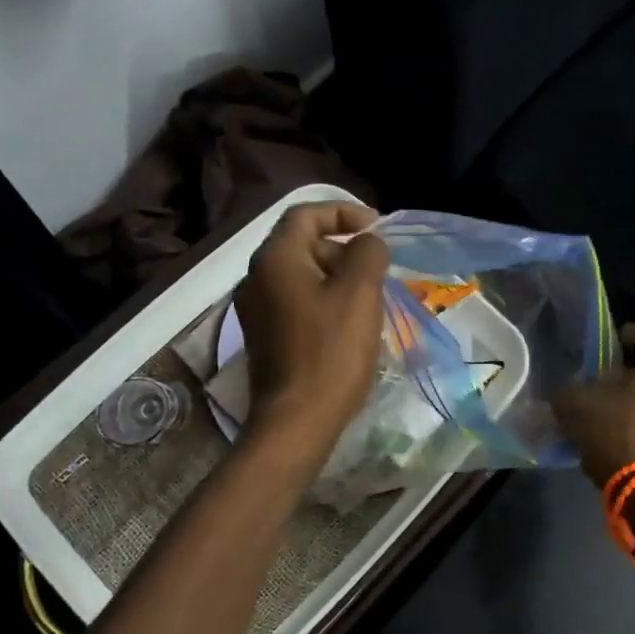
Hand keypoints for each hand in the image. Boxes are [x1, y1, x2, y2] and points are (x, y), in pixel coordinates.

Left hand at [235, 202, 390, 454]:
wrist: (296, 421)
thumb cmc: (330, 353)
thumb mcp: (359, 293)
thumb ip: (367, 253)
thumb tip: (367, 243)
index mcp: (275, 258)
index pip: (307, 214)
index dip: (344, 212)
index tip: (377, 229)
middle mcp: (257, 277)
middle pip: (303, 244)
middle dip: (343, 249)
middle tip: (378, 271)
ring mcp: (257, 309)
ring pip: (302, 275)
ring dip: (337, 278)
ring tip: (370, 300)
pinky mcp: (264, 336)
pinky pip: (297, 302)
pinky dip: (324, 301)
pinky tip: (349, 326)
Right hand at [554, 323, 634, 487]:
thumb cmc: (621, 433)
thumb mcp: (577, 406)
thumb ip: (567, 393)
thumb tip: (565, 393)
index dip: (632, 333)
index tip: (611, 341)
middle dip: (627, 376)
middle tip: (598, 383)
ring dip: (633, 407)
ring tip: (601, 419)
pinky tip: (612, 447)